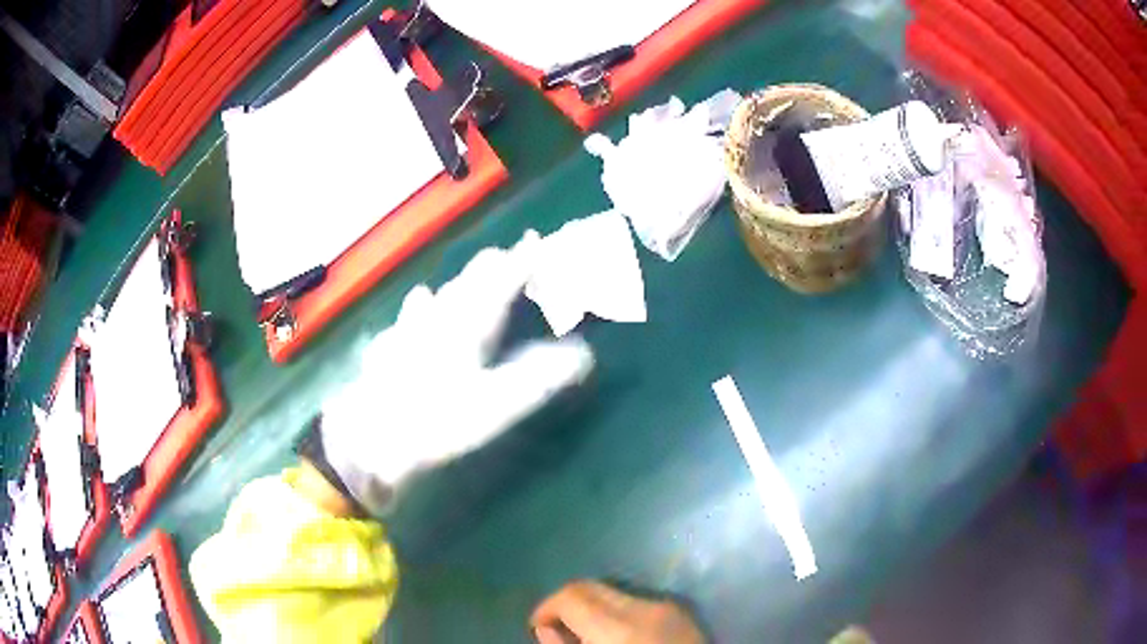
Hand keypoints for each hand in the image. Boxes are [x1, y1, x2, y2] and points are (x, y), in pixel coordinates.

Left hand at [320, 238, 594, 514]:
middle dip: (494, 266)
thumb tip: (583, 355)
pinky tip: (415, 312)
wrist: (369, 436)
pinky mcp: (389, 346)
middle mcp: (438, 315)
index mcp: (469, 322)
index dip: (523, 259)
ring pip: (438, 295)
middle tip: (512, 259)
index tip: (538, 241)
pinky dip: (424, 309)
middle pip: (470, 280)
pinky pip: (410, 317)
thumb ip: (540, 376)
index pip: (502, 278)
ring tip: (470, 280)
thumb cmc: (436, 419)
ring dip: (460, 285)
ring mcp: (408, 328)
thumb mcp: (497, 404)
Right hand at [532, 581, 705, 643]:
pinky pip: (638, 602)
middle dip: (567, 603)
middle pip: (591, 586)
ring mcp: (669, 607)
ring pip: (614, 593)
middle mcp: (645, 608)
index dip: (546, 607)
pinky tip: (618, 635)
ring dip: (593, 607)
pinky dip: (618, 612)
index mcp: (619, 628)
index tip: (537, 627)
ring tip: (587, 634)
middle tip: (557, 629)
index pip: (571, 595)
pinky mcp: (682, 612)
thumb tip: (547, 630)